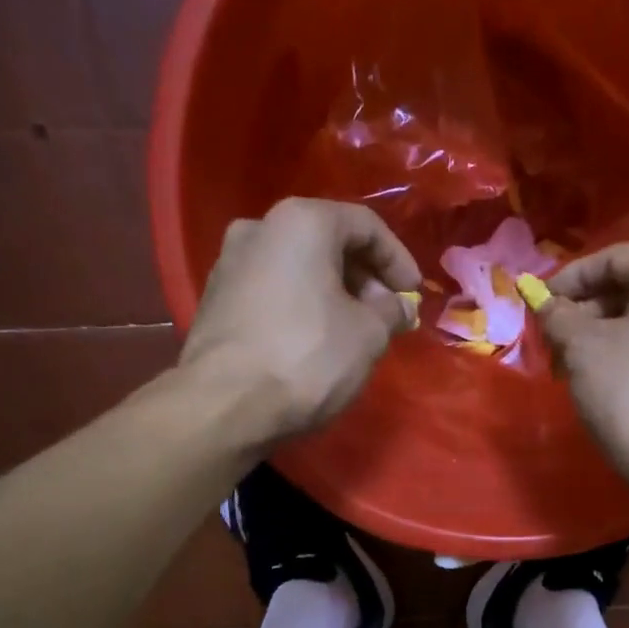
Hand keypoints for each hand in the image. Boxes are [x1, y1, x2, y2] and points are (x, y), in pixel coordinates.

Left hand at [178, 197, 420, 444]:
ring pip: (298, 268)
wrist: (225, 405)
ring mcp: (229, 263)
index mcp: (301, 222)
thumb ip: (390, 312)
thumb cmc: (308, 358)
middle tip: (387, 315)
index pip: (366, 226)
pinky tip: (316, 341)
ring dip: (333, 293)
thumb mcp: (369, 335)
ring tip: (355, 331)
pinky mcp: (215, 300)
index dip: (398, 260)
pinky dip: (302, 306)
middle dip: (364, 278)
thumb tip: (397, 308)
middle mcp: (259, 228)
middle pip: (327, 243)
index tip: (413, 295)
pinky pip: (273, 291)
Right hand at [540, 244, 628, 487]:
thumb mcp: (582, 348)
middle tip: (552, 340)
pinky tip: (605, 382)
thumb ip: (559, 316)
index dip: (570, 277)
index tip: (540, 304)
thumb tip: (547, 304)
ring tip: (571, 366)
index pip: (615, 258)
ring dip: (604, 336)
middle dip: (586, 311)